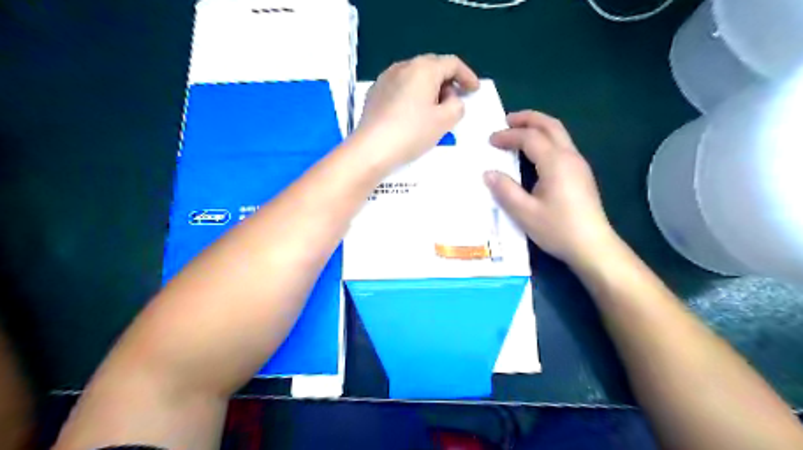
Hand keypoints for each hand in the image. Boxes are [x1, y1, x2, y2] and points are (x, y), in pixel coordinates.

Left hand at [351, 52, 475, 172]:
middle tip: (455, 100)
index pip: (452, 63)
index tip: (474, 90)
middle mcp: (403, 66)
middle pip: (432, 66)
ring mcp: (385, 78)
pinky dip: (412, 95)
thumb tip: (450, 99)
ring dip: (429, 88)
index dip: (467, 75)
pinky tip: (412, 113)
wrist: (372, 149)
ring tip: (434, 109)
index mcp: (423, 68)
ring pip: (414, 77)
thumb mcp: (444, 121)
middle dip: (447, 81)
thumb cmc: (412, 133)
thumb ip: (457, 105)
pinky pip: (400, 87)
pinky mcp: (375, 93)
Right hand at [479, 110, 616, 267]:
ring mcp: (578, 164)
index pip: (530, 137)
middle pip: (550, 125)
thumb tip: (488, 173)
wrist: (593, 246)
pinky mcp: (581, 174)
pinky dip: (545, 139)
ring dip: (538, 127)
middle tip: (506, 120)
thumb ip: (505, 190)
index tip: (490, 140)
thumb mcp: (525, 213)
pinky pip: (562, 145)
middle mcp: (570, 156)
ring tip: (518, 132)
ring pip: (559, 133)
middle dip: (527, 119)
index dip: (508, 135)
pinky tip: (534, 152)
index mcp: (555, 162)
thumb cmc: (557, 229)